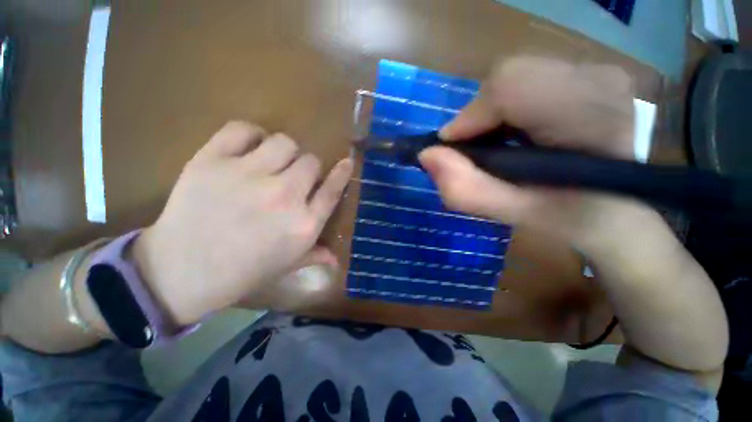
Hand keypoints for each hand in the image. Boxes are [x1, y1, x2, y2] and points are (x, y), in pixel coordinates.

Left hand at [132, 122, 352, 325]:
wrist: (180, 271)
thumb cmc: (243, 272)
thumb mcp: (287, 266)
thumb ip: (316, 255)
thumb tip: (337, 259)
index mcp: (303, 224)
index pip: (333, 190)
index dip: (342, 173)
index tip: (347, 162)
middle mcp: (283, 196)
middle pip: (311, 161)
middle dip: (307, 168)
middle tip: (293, 178)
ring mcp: (247, 175)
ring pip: (284, 142)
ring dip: (284, 151)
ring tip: (271, 163)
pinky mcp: (212, 161)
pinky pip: (243, 129)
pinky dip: (250, 134)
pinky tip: (248, 148)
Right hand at [419, 56, 659, 252]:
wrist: (616, 209)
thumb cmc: (566, 216)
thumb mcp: (509, 214)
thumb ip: (464, 190)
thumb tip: (426, 155)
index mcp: (590, 119)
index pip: (510, 87)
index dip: (471, 117)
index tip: (455, 149)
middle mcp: (601, 81)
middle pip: (510, 77)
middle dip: (480, 116)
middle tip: (478, 150)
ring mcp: (600, 71)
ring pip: (517, 75)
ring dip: (493, 111)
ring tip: (498, 143)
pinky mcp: (592, 73)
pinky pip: (530, 77)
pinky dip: (509, 105)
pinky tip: (516, 130)